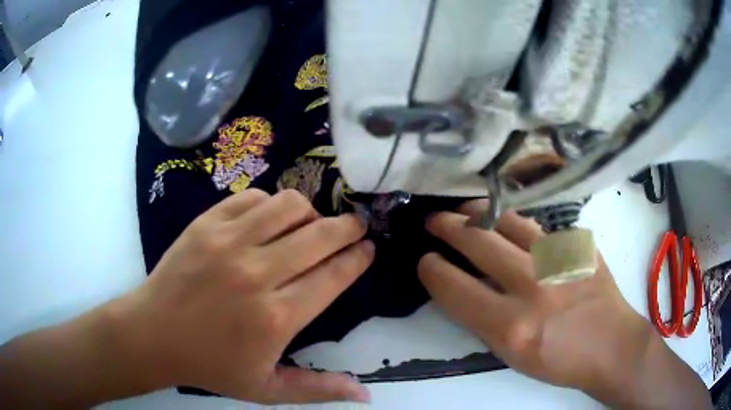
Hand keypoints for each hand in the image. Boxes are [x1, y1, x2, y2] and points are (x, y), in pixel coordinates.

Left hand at [118, 189, 373, 403]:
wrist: (153, 334)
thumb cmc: (210, 366)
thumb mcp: (267, 389)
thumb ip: (319, 390)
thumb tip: (365, 391)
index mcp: (275, 318)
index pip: (333, 276)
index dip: (358, 257)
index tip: (369, 247)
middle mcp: (256, 273)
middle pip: (319, 235)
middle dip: (348, 227)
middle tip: (356, 225)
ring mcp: (227, 242)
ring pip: (288, 206)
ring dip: (309, 212)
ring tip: (308, 225)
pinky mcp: (205, 224)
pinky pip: (252, 198)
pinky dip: (270, 204)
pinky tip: (268, 221)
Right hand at [418, 200, 709, 408]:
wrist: (610, 345)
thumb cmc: (559, 360)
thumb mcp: (511, 355)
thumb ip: (484, 319)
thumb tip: (462, 284)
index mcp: (511, 326)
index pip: (455, 288)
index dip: (432, 269)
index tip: (425, 260)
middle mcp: (533, 287)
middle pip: (478, 242)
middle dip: (446, 227)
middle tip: (433, 221)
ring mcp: (560, 259)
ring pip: (509, 220)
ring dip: (479, 212)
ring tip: (465, 210)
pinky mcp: (579, 245)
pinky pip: (539, 224)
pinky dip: (515, 221)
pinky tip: (507, 222)